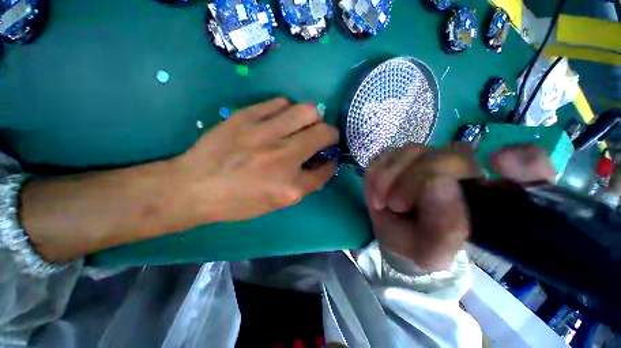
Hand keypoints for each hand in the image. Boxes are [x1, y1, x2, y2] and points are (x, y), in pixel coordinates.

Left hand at [173, 98, 338, 223]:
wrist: (194, 187)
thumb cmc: (237, 201)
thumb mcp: (276, 203)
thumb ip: (303, 184)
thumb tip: (319, 165)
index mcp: (291, 186)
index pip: (325, 169)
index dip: (331, 163)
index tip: (329, 158)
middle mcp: (284, 157)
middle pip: (324, 133)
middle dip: (331, 134)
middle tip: (323, 136)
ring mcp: (265, 133)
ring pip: (307, 111)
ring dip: (313, 118)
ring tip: (303, 125)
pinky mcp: (247, 117)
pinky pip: (280, 102)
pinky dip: (288, 109)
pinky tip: (282, 118)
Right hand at [363, 143, 553, 270]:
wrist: (393, 233)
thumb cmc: (418, 243)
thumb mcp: (432, 252)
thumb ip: (444, 230)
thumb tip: (441, 184)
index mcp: (487, 195)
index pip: (528, 166)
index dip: (523, 162)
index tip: (500, 164)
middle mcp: (462, 168)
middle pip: (449, 155)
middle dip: (416, 179)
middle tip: (395, 205)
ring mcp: (427, 157)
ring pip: (412, 151)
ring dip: (390, 177)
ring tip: (381, 202)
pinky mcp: (398, 157)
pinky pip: (386, 156)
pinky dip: (377, 175)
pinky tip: (376, 194)